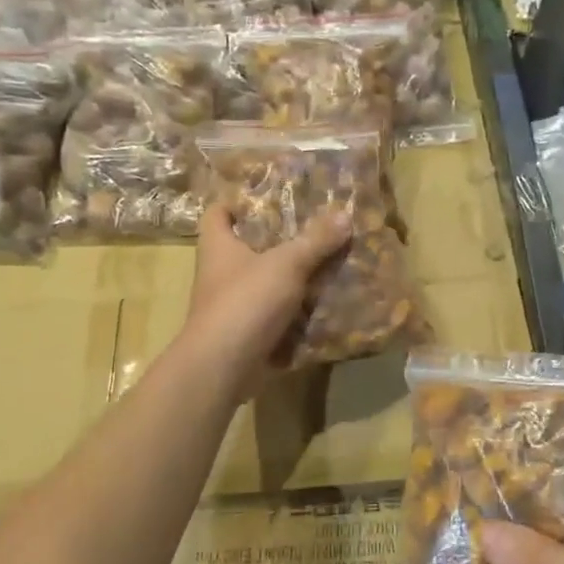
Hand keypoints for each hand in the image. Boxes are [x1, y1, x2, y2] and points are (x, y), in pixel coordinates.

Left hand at [183, 202, 349, 391]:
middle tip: (316, 228)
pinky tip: (326, 302)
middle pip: (247, 247)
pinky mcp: (248, 332)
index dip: (238, 202)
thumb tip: (344, 214)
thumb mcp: (286, 264)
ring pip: (265, 282)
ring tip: (329, 262)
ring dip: (292, 277)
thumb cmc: (246, 301)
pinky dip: (297, 311)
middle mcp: (221, 272)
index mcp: (219, 246)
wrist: (224, 366)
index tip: (271, 198)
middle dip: (279, 239)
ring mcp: (233, 305)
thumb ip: (315, 240)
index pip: (218, 212)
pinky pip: (276, 315)